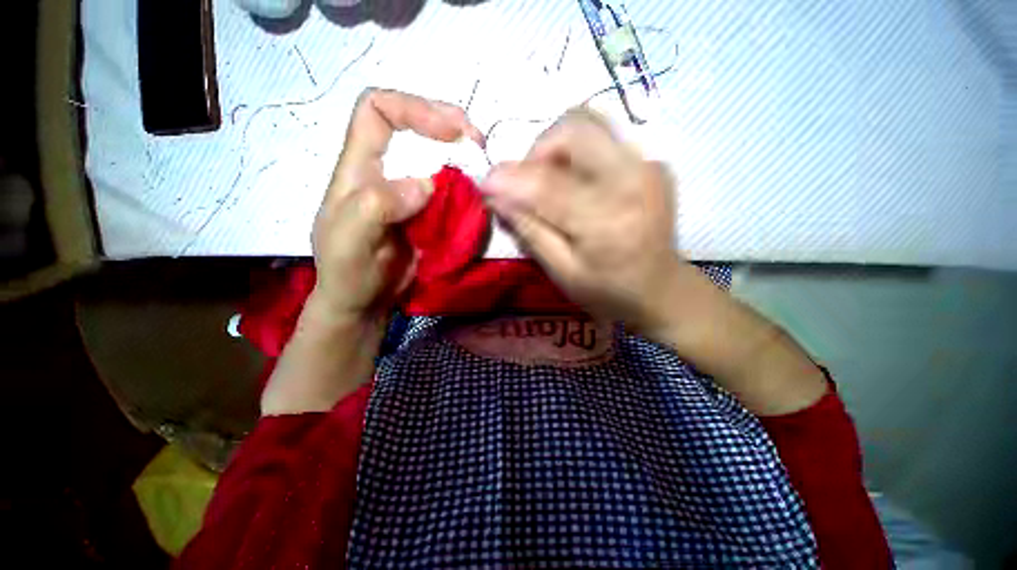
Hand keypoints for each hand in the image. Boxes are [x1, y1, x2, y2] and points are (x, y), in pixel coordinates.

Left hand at [311, 88, 483, 322]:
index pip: (377, 110)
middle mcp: (386, 172)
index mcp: (359, 168)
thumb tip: (423, 184)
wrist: (365, 301)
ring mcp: (410, 194)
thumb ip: (374, 206)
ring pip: (438, 160)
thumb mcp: (349, 242)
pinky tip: (478, 197)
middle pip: (415, 129)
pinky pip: (450, 192)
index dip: (413, 107)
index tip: (449, 131)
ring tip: (483, 169)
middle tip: (478, 144)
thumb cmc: (348, 273)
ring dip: (463, 159)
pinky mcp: (428, 214)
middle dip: (449, 126)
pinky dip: (466, 189)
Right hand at [481, 108, 686, 331]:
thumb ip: (530, 232)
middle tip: (528, 183)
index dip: (509, 179)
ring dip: (558, 146)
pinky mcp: (653, 163)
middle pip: (574, 128)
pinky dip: (579, 153)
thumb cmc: (608, 292)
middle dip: (538, 150)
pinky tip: (578, 184)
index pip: (547, 184)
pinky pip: (606, 139)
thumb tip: (496, 197)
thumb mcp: (562, 273)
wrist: (661, 290)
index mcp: (607, 221)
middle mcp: (633, 180)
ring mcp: (649, 166)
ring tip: (550, 181)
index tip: (485, 184)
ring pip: (591, 123)